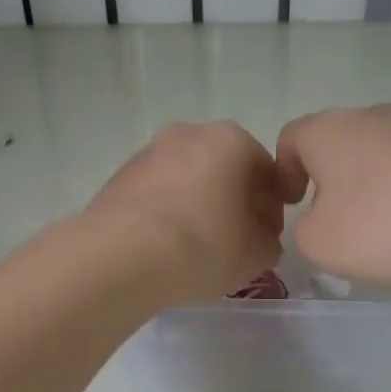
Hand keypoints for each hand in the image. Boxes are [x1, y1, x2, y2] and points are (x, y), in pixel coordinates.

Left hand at [83, 121, 284, 302]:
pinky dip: (166, 215)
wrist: (121, 257)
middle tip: (233, 244)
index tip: (266, 240)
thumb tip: (259, 239)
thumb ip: (269, 242)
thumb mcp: (257, 254)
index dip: (272, 209)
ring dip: (197, 207)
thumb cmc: (204, 246)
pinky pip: (156, 196)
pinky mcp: (118, 177)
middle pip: (224, 170)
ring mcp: (148, 152)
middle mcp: (189, 133)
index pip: (267, 172)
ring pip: (187, 181)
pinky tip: (164, 249)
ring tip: (195, 251)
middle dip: (232, 203)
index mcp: (232, 140)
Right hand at [275, 106, 390, 286]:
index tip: (293, 207)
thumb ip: (304, 229)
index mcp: (327, 130)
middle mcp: (370, 116)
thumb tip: (322, 219)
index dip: (283, 174)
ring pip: (376, 156)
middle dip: (329, 181)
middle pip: (336, 145)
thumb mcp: (318, 243)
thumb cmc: (383, 225)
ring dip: (370, 188)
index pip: (289, 139)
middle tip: (334, 223)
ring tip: (381, 232)